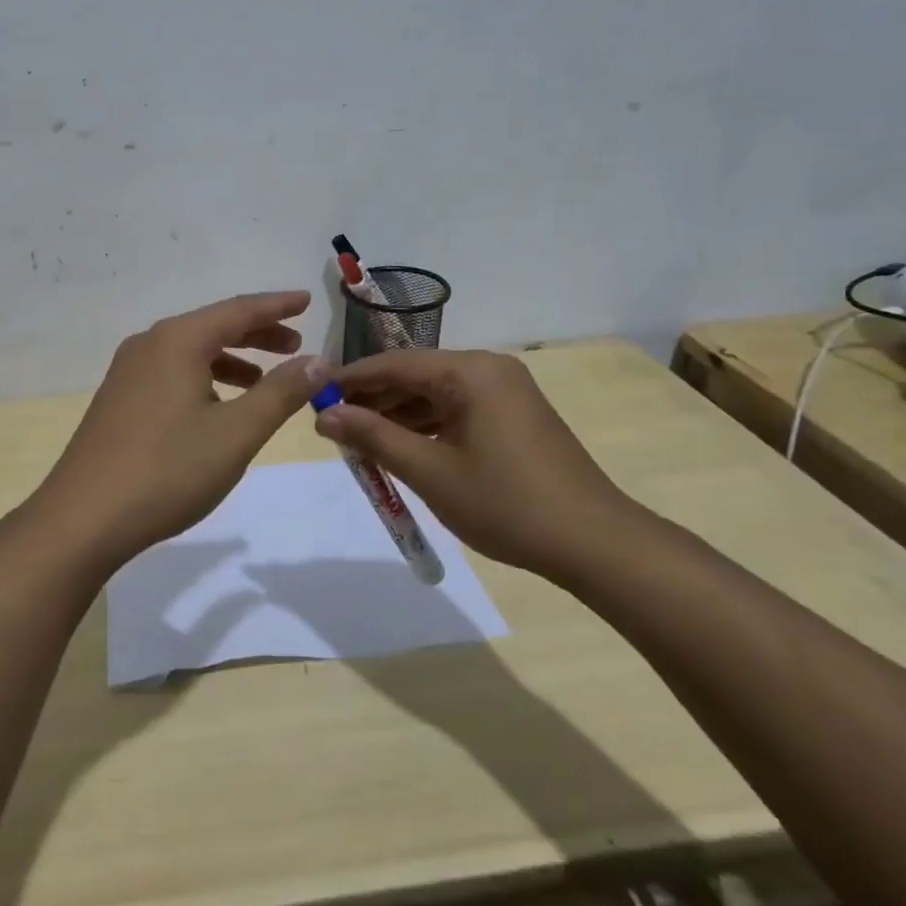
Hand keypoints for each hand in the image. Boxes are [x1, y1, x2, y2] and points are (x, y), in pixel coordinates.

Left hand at [19, 291, 325, 570]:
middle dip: (257, 334)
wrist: (84, 518)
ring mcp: (127, 373)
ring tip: (263, 381)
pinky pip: (170, 373)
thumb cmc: (168, 470)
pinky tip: (217, 407)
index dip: (277, 305)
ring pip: (190, 352)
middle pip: (212, 327)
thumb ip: (281, 392)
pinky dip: (203, 379)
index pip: (238, 310)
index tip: (308, 299)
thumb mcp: (237, 432)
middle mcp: (148, 345)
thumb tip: (318, 361)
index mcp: (176, 341)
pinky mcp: (118, 400)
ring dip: (231, 360)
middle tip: (295, 347)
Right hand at [313, 348, 642, 575]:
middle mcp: (488, 370)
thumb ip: (374, 437)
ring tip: (358, 439)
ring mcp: (505, 392)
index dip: (350, 379)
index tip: (312, 395)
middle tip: (331, 423)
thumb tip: (323, 415)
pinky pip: (456, 409)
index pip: (395, 364)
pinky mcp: (513, 415)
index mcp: (470, 372)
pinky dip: (425, 425)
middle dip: (372, 398)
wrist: (593, 542)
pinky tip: (400, 446)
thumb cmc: (506, 503)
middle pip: (414, 375)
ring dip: (396, 414)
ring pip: (434, 393)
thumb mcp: (430, 471)